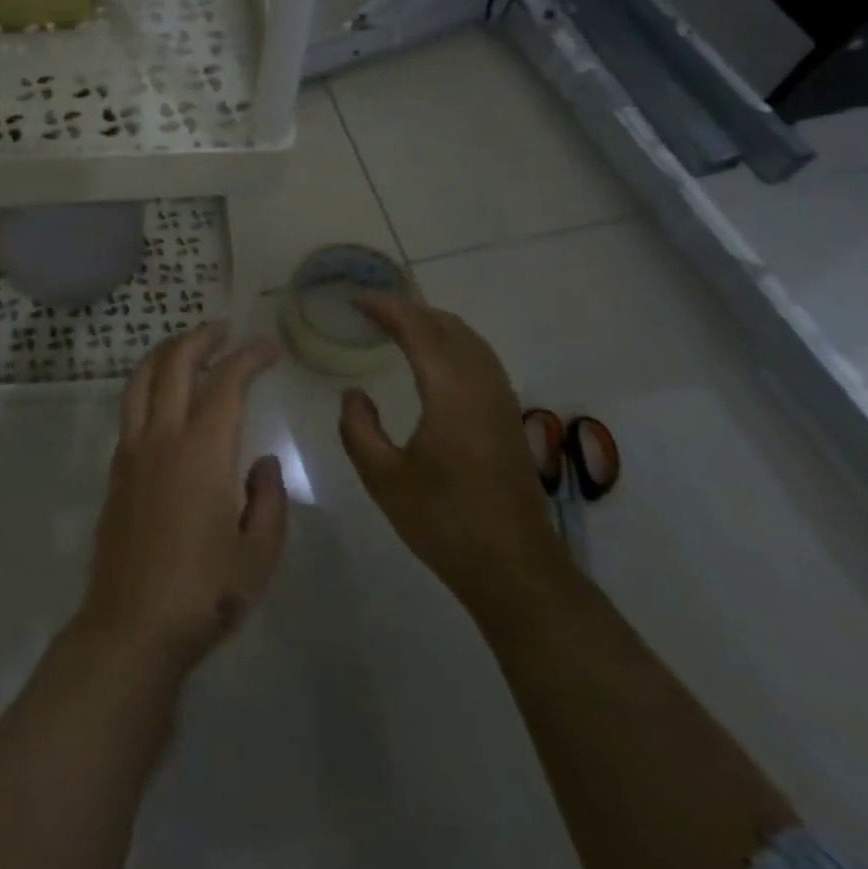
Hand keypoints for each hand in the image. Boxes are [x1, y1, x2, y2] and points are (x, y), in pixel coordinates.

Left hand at [72, 324, 288, 676]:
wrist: (131, 627)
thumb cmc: (204, 593)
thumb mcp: (260, 553)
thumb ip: (269, 499)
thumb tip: (261, 462)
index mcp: (202, 450)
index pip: (227, 383)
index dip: (249, 358)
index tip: (268, 349)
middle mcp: (162, 437)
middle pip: (175, 365)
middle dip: (201, 338)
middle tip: (224, 330)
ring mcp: (132, 450)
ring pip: (142, 379)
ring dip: (167, 353)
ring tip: (189, 346)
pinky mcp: (116, 469)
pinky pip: (130, 407)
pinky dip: (148, 383)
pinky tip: (164, 396)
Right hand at [337, 294, 566, 627]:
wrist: (513, 568)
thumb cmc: (443, 521)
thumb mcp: (383, 478)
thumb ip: (359, 428)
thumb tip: (354, 394)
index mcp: (451, 392)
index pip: (418, 330)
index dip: (387, 308)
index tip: (356, 300)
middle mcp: (481, 385)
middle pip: (448, 326)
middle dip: (410, 310)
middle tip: (372, 310)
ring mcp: (501, 400)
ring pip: (470, 340)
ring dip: (433, 324)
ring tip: (398, 326)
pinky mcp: (509, 418)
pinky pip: (481, 359)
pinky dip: (452, 343)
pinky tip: (435, 361)